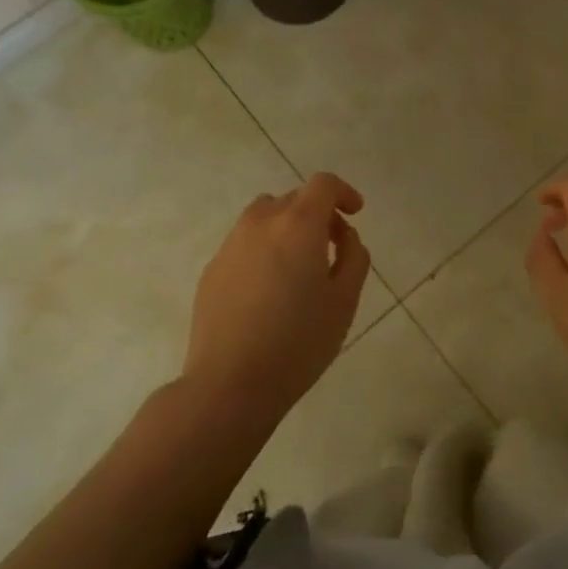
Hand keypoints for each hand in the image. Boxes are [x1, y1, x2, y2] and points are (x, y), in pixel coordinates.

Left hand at [184, 173, 370, 427]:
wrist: (230, 384)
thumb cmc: (299, 342)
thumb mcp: (344, 301)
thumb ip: (353, 257)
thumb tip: (344, 237)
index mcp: (298, 225)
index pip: (323, 184)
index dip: (343, 193)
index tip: (355, 214)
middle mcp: (261, 223)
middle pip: (294, 199)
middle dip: (318, 214)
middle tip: (333, 248)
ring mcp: (231, 245)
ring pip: (265, 218)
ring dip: (288, 229)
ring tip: (299, 267)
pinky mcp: (212, 269)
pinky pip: (245, 244)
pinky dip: (264, 250)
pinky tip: (269, 291)